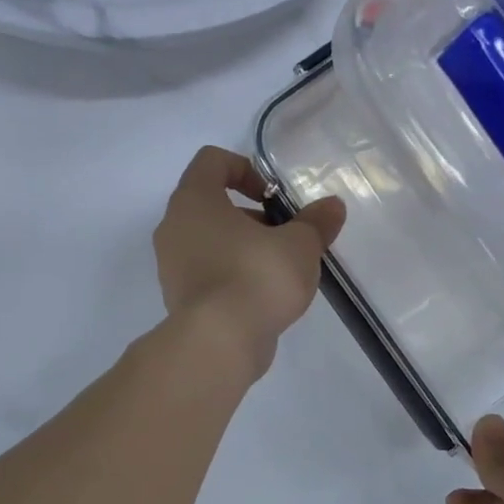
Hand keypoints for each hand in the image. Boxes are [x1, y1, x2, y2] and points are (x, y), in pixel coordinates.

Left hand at [154, 146, 345, 379]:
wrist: (218, 343)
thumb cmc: (256, 277)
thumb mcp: (299, 245)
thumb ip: (316, 222)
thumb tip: (332, 206)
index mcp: (193, 199)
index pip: (212, 160)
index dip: (246, 168)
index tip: (273, 196)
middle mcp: (173, 226)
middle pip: (211, 203)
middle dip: (252, 215)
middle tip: (284, 236)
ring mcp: (171, 265)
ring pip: (209, 240)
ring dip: (243, 246)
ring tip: (279, 269)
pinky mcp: (179, 297)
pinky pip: (207, 272)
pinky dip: (233, 275)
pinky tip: (263, 296)